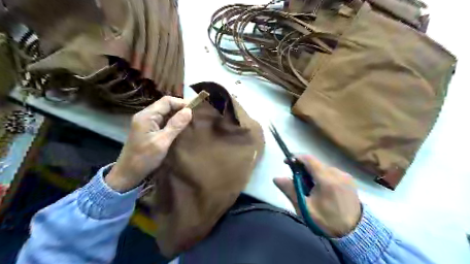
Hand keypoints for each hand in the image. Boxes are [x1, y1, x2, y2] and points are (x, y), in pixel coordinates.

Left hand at [106, 96, 192, 192]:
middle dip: (181, 109)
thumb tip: (189, 111)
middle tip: (195, 116)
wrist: (128, 174)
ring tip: (191, 122)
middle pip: (166, 105)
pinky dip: (173, 122)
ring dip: (178, 116)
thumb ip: (175, 125)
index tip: (196, 110)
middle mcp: (146, 116)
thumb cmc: (144, 158)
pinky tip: (182, 128)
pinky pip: (163, 121)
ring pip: (165, 113)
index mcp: (147, 116)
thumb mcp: (162, 141)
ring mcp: (147, 123)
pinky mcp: (149, 130)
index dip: (182, 103)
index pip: (167, 101)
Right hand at [274, 156, 359, 237]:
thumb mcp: (305, 208)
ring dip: (314, 173)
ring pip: (323, 168)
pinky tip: (322, 190)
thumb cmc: (326, 221)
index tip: (286, 162)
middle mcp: (338, 173)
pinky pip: (332, 173)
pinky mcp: (350, 181)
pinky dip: (323, 177)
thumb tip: (276, 178)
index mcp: (327, 179)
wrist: (354, 234)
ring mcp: (346, 176)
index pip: (309, 159)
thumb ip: (290, 190)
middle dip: (304, 169)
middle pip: (316, 164)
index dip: (296, 158)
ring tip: (311, 188)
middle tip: (298, 182)